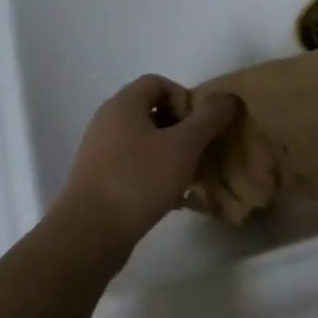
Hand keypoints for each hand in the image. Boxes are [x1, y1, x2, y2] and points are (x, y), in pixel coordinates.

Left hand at [57, 76, 239, 247]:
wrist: (89, 234)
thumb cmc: (139, 179)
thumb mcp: (184, 145)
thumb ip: (209, 117)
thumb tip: (228, 97)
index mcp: (123, 104)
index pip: (158, 83)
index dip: (184, 98)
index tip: (200, 125)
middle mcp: (107, 122)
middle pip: (153, 111)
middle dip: (183, 128)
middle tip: (201, 149)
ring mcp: (100, 152)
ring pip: (146, 141)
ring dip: (172, 153)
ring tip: (190, 175)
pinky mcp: (99, 179)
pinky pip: (135, 165)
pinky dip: (156, 173)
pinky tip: (172, 197)